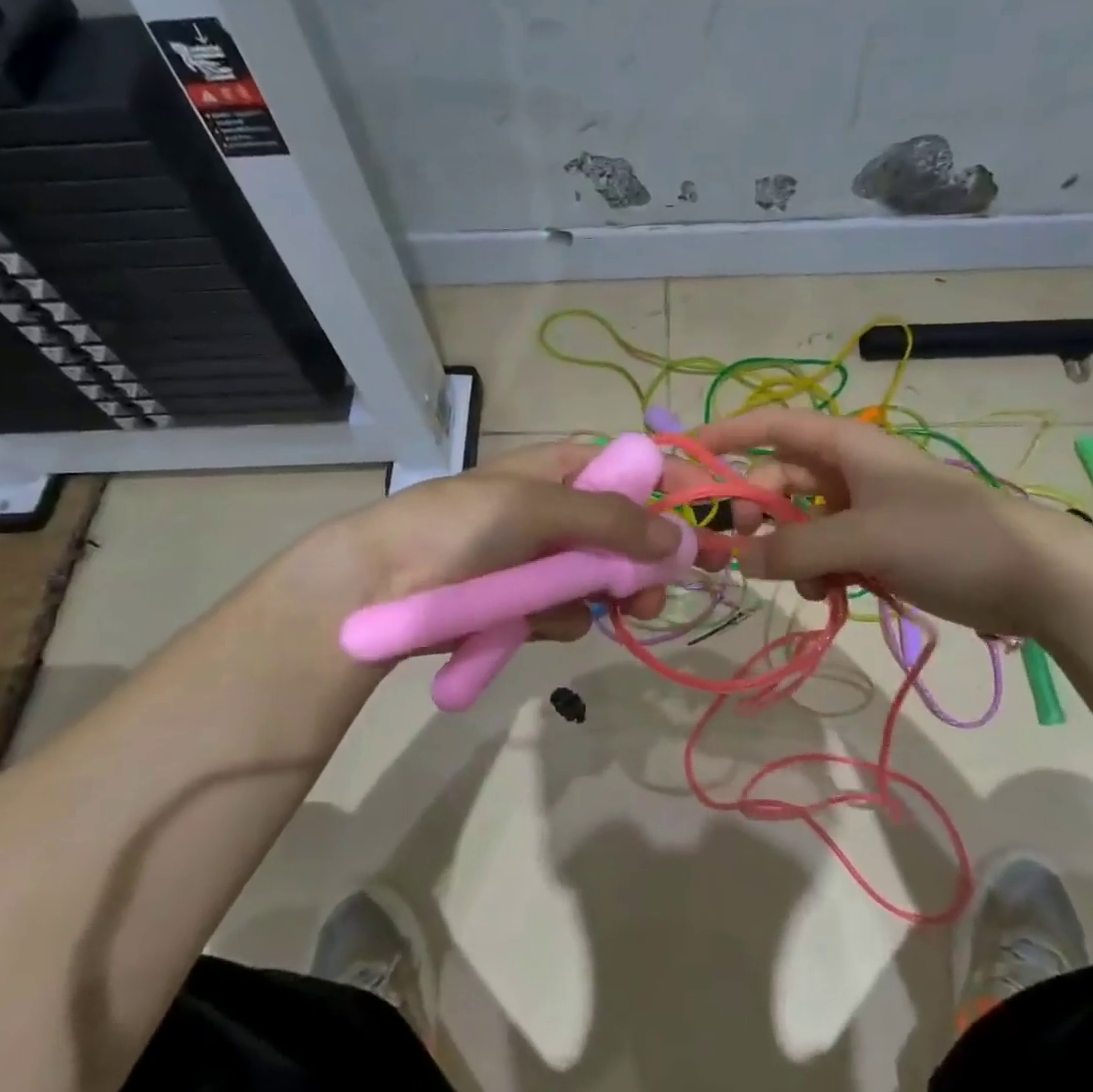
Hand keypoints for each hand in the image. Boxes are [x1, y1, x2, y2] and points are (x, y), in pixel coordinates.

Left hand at [309, 439, 702, 646]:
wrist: (377, 588)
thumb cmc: (457, 527)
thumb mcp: (536, 507)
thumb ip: (610, 519)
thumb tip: (678, 535)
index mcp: (560, 470)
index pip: (632, 470)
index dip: (674, 488)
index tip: (715, 514)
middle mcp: (558, 513)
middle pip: (628, 532)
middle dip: (651, 557)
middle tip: (671, 583)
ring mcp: (542, 562)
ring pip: (605, 579)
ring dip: (619, 594)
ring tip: (627, 609)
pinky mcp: (527, 606)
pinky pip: (570, 612)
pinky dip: (563, 617)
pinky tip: (539, 621)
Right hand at [696, 408, 1091, 634]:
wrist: (1034, 578)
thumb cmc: (948, 536)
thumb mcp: (865, 537)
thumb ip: (795, 547)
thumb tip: (739, 559)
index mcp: (847, 447)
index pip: (772, 427)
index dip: (726, 436)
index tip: (684, 456)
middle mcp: (849, 472)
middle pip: (779, 481)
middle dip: (756, 513)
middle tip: (739, 550)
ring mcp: (865, 511)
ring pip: (800, 525)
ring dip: (791, 552)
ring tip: (806, 582)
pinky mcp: (879, 546)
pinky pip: (827, 553)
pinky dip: (818, 572)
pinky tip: (831, 594)